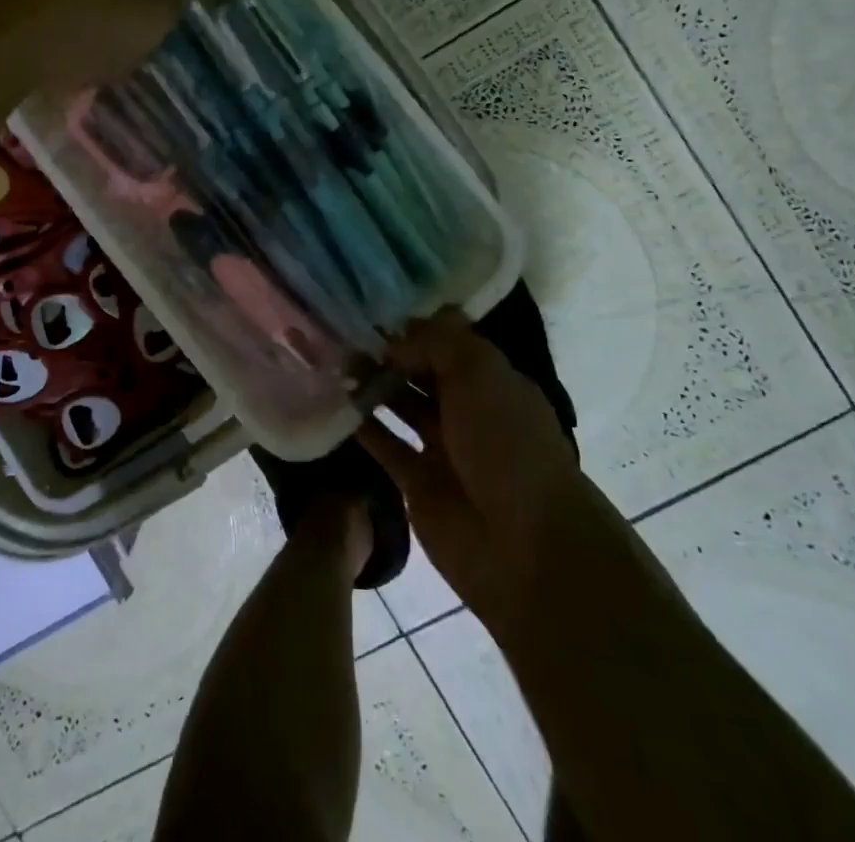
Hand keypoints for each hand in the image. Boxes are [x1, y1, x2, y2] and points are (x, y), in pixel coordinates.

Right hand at [359, 311, 612, 645]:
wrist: (524, 546)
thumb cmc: (506, 444)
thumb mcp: (479, 373)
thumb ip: (436, 342)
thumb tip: (395, 336)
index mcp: (491, 379)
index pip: (447, 340)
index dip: (413, 324)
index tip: (369, 308)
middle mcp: (467, 408)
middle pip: (420, 370)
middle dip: (386, 351)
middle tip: (338, 331)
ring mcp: (442, 446)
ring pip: (399, 404)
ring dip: (370, 384)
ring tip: (331, 362)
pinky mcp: (417, 483)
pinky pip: (384, 445)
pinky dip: (361, 427)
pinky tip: (330, 404)